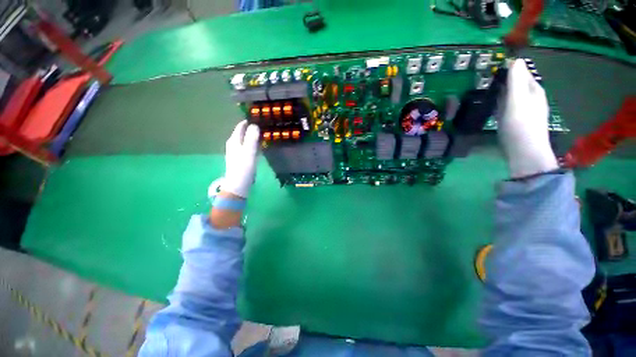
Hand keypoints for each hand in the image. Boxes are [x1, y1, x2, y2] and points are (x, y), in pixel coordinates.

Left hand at [221, 120, 259, 197]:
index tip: (258, 117)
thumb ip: (251, 138)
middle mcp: (233, 144)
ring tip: (262, 135)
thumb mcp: (249, 152)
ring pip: (244, 140)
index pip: (240, 127)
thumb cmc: (244, 167)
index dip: (248, 122)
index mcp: (234, 141)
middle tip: (262, 126)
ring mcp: (235, 152)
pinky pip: (246, 147)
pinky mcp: (239, 159)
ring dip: (252, 137)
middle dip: (250, 129)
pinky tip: (258, 147)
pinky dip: (252, 144)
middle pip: (242, 133)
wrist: (238, 184)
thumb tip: (254, 125)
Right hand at [497, 59, 557, 178]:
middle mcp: (530, 98)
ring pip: (511, 95)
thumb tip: (515, 59)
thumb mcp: (517, 101)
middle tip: (485, 77)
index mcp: (533, 90)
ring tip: (485, 89)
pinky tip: (491, 106)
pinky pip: (507, 106)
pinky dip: (499, 103)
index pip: (522, 72)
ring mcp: (523, 110)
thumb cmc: (521, 125)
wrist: (524, 153)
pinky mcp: (515, 121)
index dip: (509, 66)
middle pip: (516, 83)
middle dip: (504, 79)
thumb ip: (516, 81)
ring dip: (500, 91)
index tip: (492, 65)